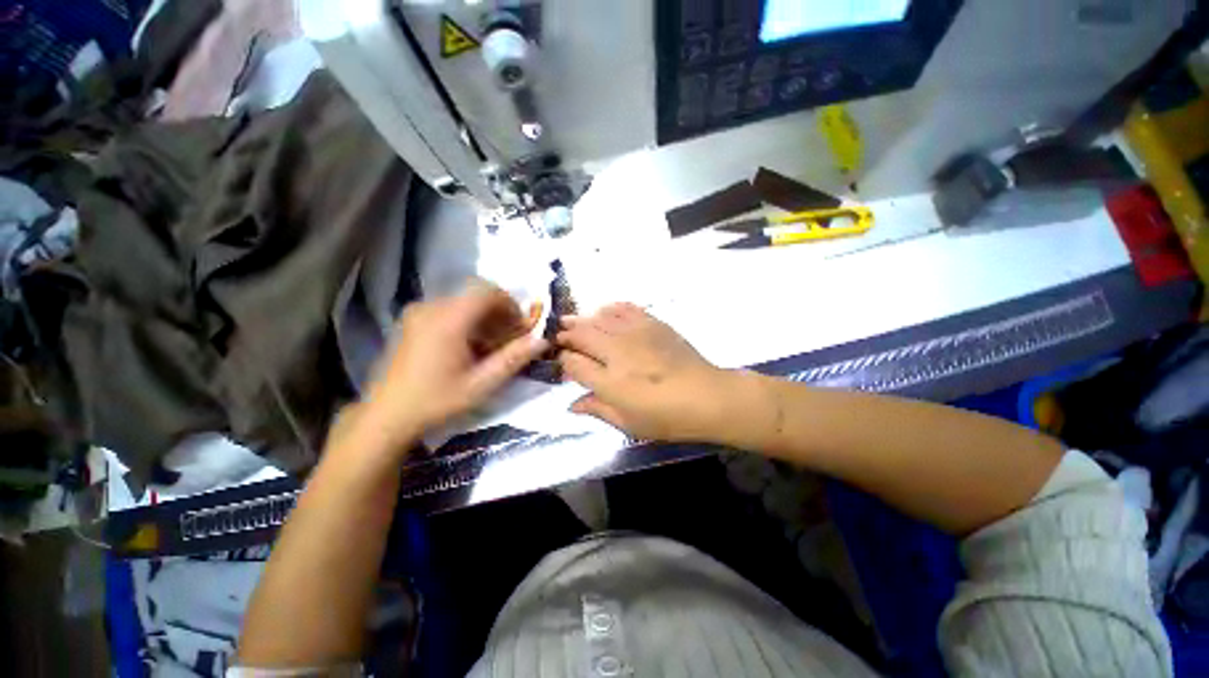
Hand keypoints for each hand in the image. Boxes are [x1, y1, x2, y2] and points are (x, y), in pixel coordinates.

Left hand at [355, 282, 547, 455]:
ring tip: (490, 344)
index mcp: (448, 320)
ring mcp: (418, 312)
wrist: (387, 415)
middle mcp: (431, 308)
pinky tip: (468, 345)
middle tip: (508, 337)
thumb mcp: (482, 384)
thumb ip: (514, 359)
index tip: (519, 326)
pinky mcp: (411, 321)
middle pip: (475, 294)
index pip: (487, 291)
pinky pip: (448, 309)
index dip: (510, 304)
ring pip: (462, 301)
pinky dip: (466, 320)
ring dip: (483, 316)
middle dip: (499, 312)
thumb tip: (542, 340)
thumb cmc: (437, 400)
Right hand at [556, 303, 728, 441]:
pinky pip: (625, 308)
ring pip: (599, 318)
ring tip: (574, 321)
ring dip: (583, 318)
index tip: (561, 361)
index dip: (563, 360)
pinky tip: (605, 311)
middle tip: (559, 335)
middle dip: (566, 334)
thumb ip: (598, 410)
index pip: (573, 363)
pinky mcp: (652, 323)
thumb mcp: (628, 424)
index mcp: (609, 381)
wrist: (707, 396)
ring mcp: (635, 333)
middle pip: (582, 334)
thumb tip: (572, 405)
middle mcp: (617, 351)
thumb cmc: (667, 417)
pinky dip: (609, 308)